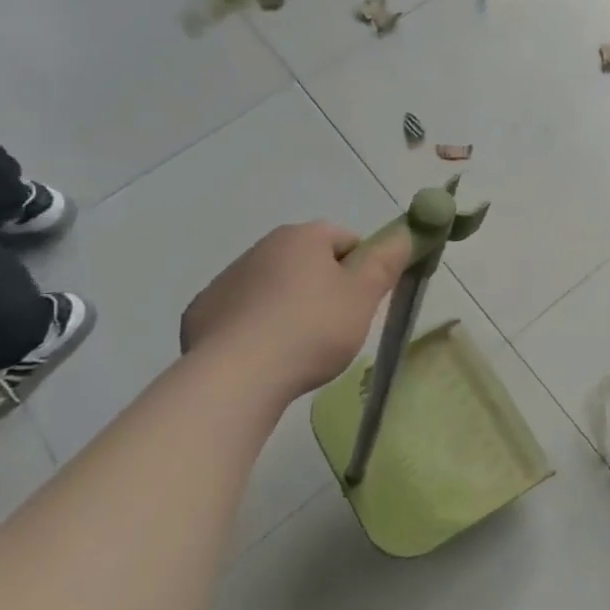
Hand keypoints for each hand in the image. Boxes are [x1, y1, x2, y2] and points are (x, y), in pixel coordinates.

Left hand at [181, 220, 410, 397]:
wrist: (236, 376)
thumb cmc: (312, 329)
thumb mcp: (364, 296)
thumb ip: (388, 261)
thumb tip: (407, 232)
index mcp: (302, 237)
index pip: (346, 239)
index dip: (362, 268)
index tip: (364, 302)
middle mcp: (261, 247)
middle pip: (308, 261)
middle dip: (325, 287)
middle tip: (337, 327)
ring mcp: (226, 279)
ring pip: (274, 287)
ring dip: (289, 306)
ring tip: (298, 349)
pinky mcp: (202, 313)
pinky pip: (241, 313)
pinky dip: (255, 327)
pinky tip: (263, 357)